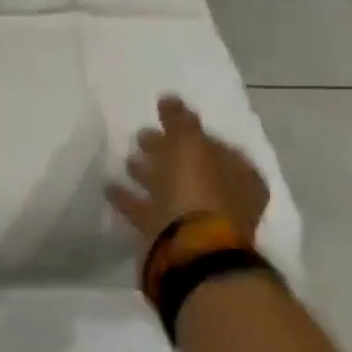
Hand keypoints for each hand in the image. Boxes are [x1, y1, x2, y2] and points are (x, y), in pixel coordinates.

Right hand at [108, 96, 268, 245]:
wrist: (189, 253)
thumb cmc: (197, 193)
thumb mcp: (190, 146)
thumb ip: (180, 121)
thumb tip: (170, 98)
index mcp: (240, 176)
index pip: (216, 147)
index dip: (190, 134)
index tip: (163, 122)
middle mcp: (226, 199)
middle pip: (192, 169)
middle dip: (167, 153)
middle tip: (141, 138)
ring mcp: (200, 222)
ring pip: (171, 190)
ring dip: (149, 175)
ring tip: (125, 161)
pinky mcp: (173, 238)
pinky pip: (150, 211)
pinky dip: (132, 199)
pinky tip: (111, 188)